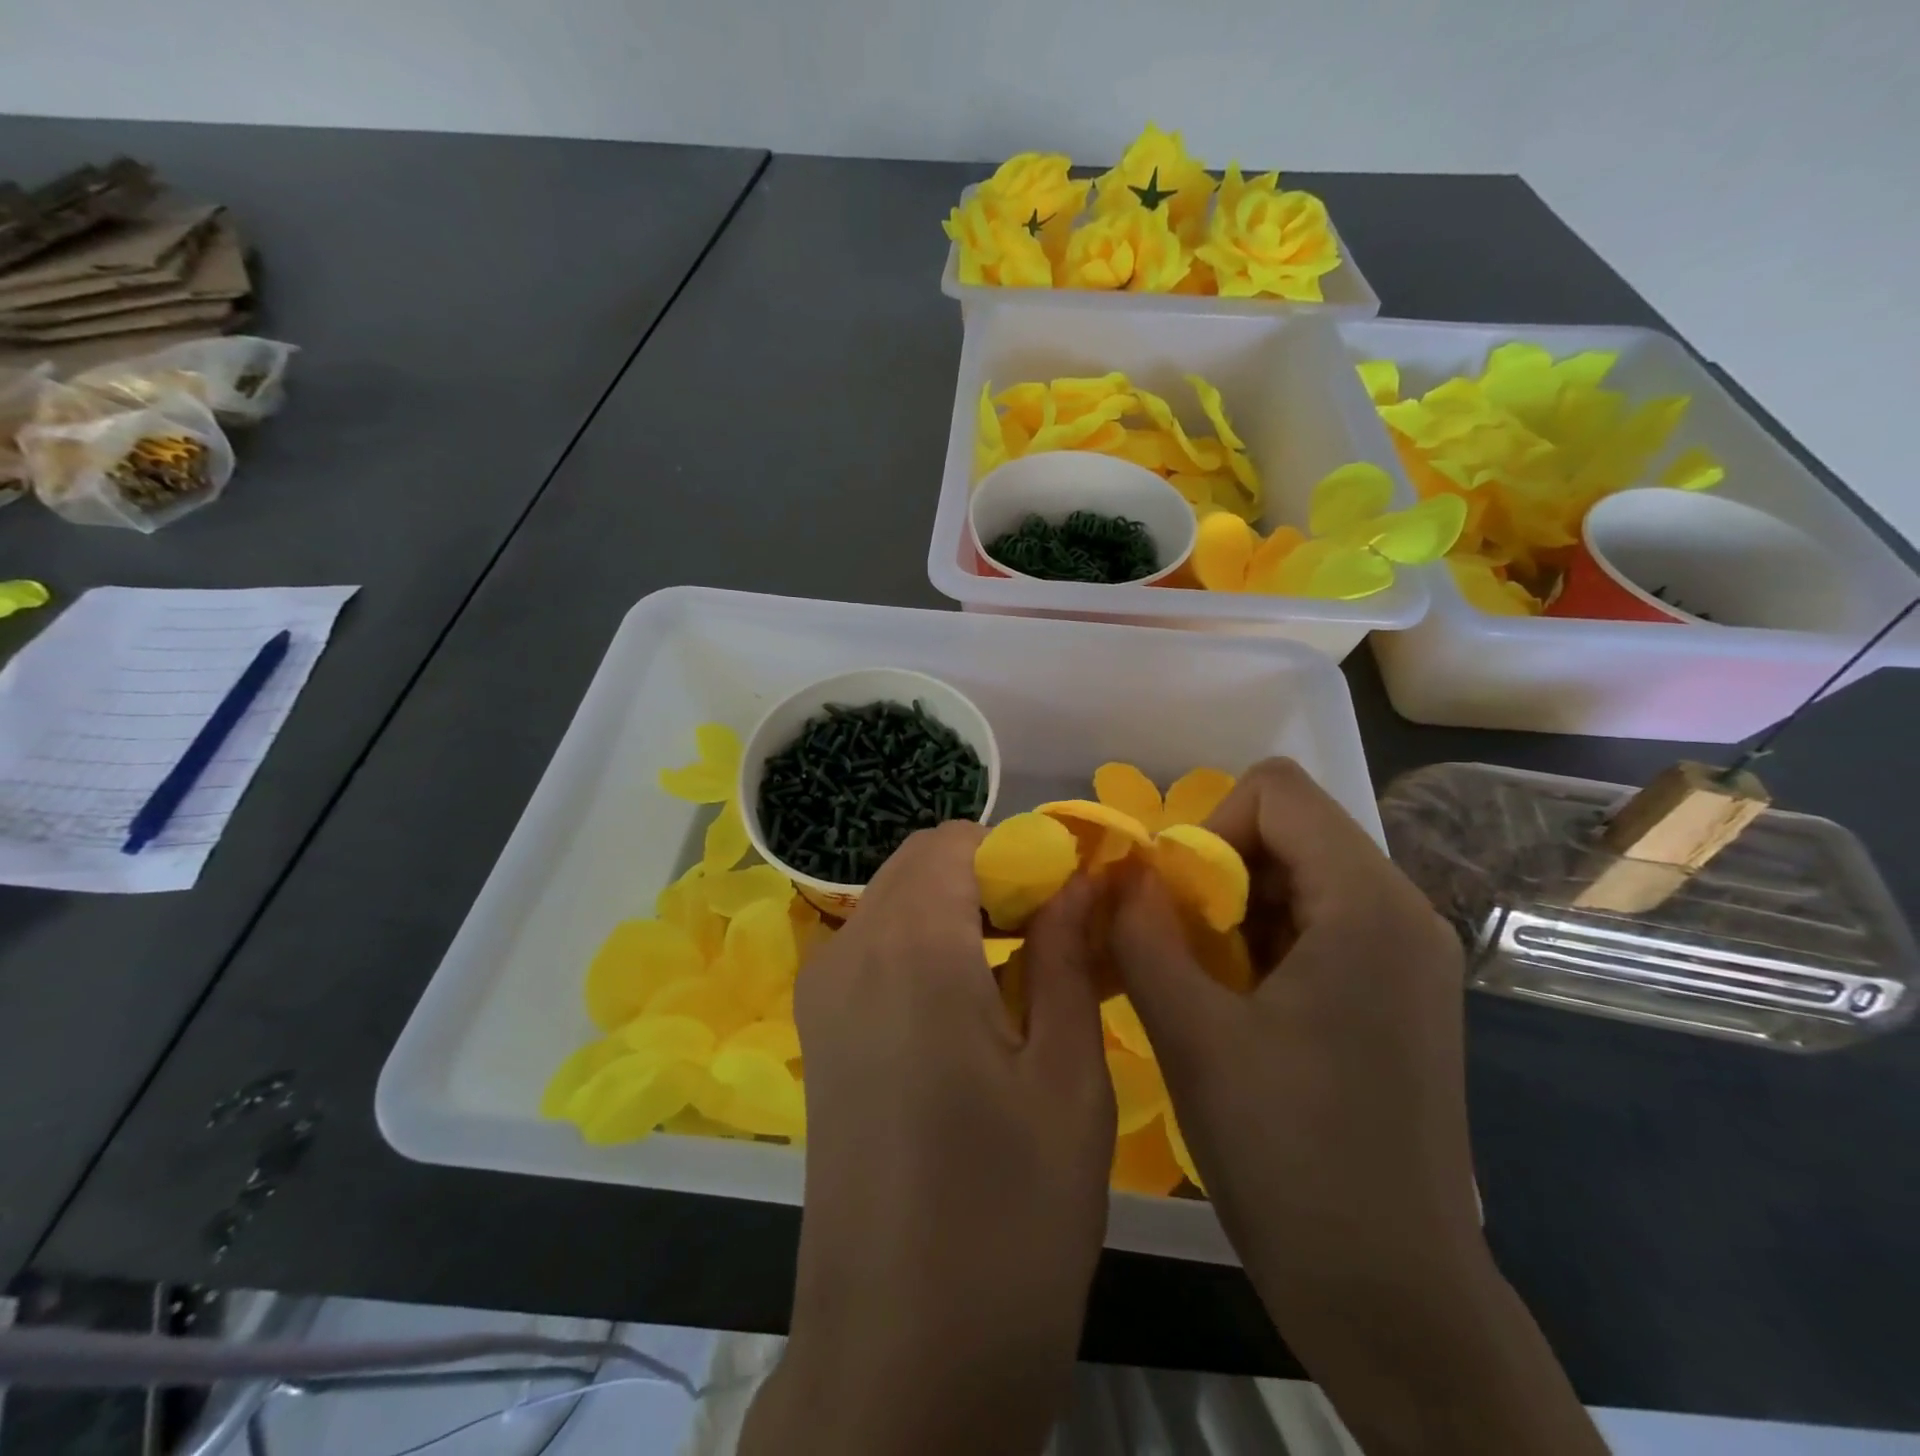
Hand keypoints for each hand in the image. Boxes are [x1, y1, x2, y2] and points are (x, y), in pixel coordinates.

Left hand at [741, 823, 1112, 1455]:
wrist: (898, 1365)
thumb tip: (1081, 880)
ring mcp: (822, 995)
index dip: (1018, 852)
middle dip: (991, 877)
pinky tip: (976, 1011)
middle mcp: (849, 951)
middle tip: (1058, 937)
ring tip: (1027, 974)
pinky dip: (926, 947)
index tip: (1071, 897)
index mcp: (909, 946)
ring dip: (959, 912)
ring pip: (895, 904)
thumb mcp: (1067, 1077)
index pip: (955, 839)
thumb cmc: (1008, 1219)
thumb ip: (1068, 954)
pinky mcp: (819, 1038)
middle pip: (920, 865)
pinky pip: (875, 950)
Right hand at [1113, 757, 1478, 1298]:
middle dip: (1216, 873)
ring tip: (1202, 984)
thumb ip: (1141, 933)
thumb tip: (1118, 871)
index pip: (1277, 792)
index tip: (1176, 904)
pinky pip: (1317, 924)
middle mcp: (1402, 913)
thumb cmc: (1289, 1157)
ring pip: (1298, 877)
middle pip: (1290, 831)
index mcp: (1367, 906)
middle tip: (1178, 948)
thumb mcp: (1191, 1035)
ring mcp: (1406, 957)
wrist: (1391, 1296)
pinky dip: (1262, 942)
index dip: (1208, 828)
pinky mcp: (1397, 994)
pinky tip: (1237, 1008)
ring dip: (1233, 911)